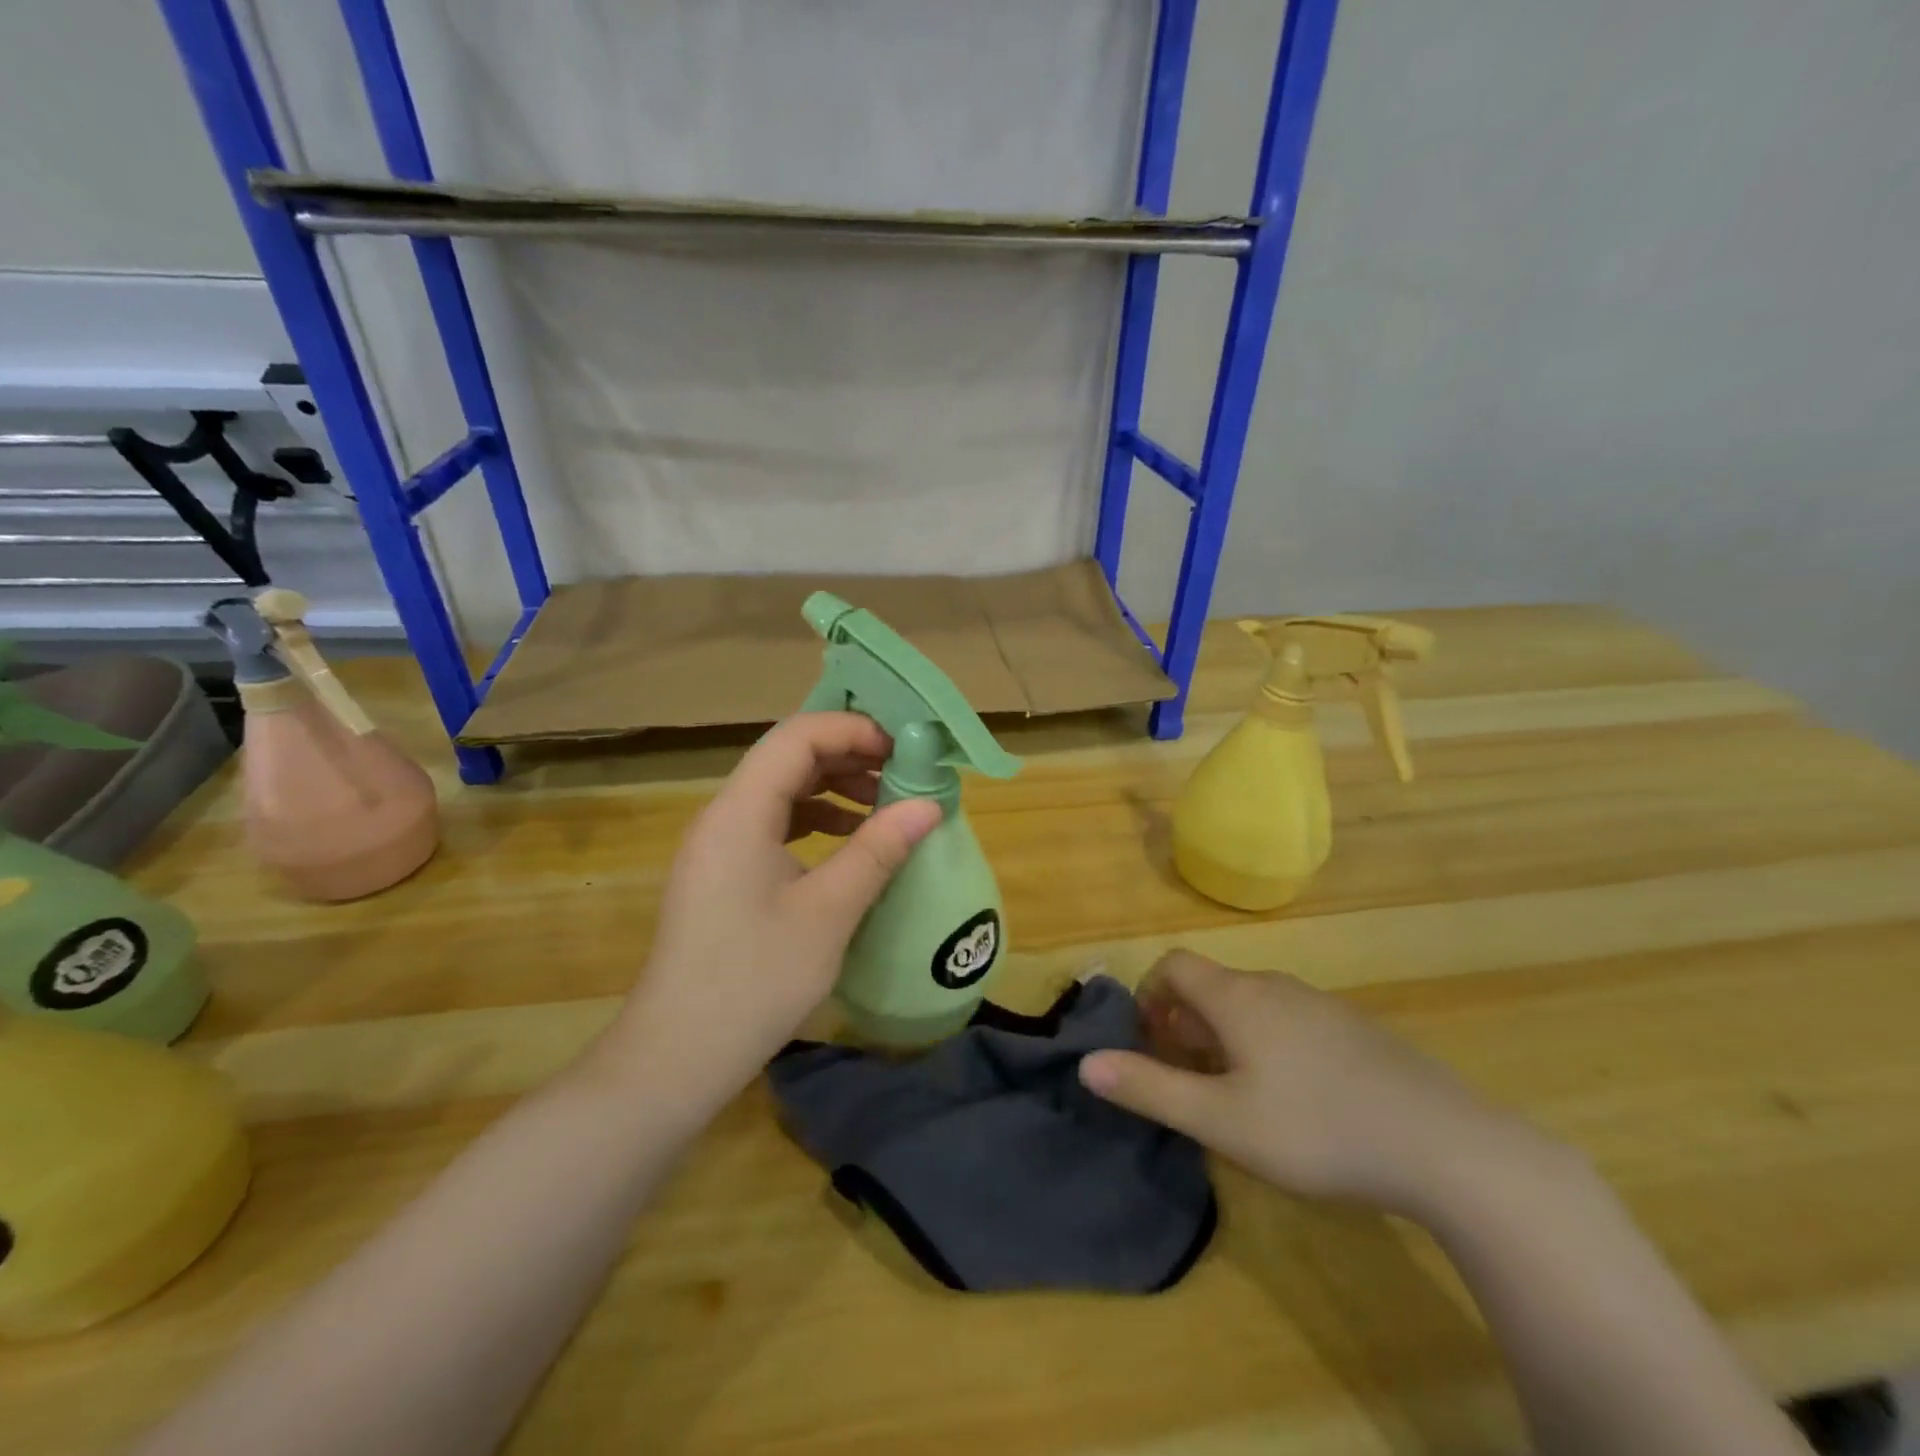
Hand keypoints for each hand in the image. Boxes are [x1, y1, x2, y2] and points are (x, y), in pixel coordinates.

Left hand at [599, 713, 940, 1120]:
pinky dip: (815, 821)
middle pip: (787, 758)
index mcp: (740, 812)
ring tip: (884, 805)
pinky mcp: (722, 874)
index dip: (853, 731)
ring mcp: (718, 846)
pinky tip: (849, 843)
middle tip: (903, 773)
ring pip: (781, 791)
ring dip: (833, 789)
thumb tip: (929, 804)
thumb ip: (879, 850)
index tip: (904, 749)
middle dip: (848, 756)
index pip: (797, 737)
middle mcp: (722, 816)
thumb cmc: (755, 980)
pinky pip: (772, 825)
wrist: (676, 1057)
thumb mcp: (829, 912)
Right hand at [1078, 951, 1556, 1220]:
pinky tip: (1298, 1100)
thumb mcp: (1221, 1120)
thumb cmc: (1316, 1128)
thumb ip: (1150, 1088)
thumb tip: (1086, 1063)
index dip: (1148, 994)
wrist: (1448, 1146)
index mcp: (1237, 997)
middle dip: (1185, 1023)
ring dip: (1227, 1036)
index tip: (1149, 1042)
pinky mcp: (1357, 1031)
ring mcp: (1321, 1005)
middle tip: (1188, 1079)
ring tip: (1237, 1094)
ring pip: (1253, 1005)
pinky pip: (1291, 1021)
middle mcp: (1275, 986)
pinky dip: (1269, 1044)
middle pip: (1212, 986)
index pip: (1174, 964)